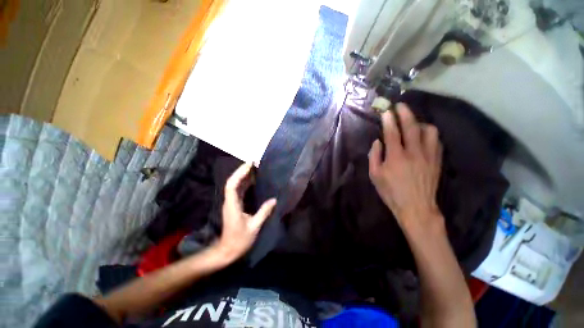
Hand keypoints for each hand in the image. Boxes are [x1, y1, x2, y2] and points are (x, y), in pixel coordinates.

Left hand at [214, 163, 276, 262]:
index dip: (239, 173)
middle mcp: (230, 201)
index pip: (232, 185)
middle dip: (242, 171)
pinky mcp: (234, 206)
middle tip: (255, 164)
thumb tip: (274, 200)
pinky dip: (245, 184)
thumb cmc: (239, 240)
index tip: (249, 165)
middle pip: (233, 182)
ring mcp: (231, 203)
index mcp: (232, 205)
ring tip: (255, 169)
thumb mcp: (254, 227)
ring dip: (244, 176)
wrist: (227, 251)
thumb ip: (264, 212)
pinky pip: (239, 191)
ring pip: (235, 185)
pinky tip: (253, 181)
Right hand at [368, 103, 442, 229]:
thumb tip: (377, 142)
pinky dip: (429, 134)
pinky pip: (436, 141)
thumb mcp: (375, 176)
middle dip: (405, 113)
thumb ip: (374, 156)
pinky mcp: (437, 160)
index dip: (389, 120)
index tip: (386, 111)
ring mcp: (428, 155)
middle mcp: (414, 152)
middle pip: (411, 126)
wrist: (416, 207)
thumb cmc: (391, 192)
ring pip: (429, 131)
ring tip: (413, 123)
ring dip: (419, 123)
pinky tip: (423, 135)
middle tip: (400, 105)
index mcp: (396, 157)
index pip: (392, 132)